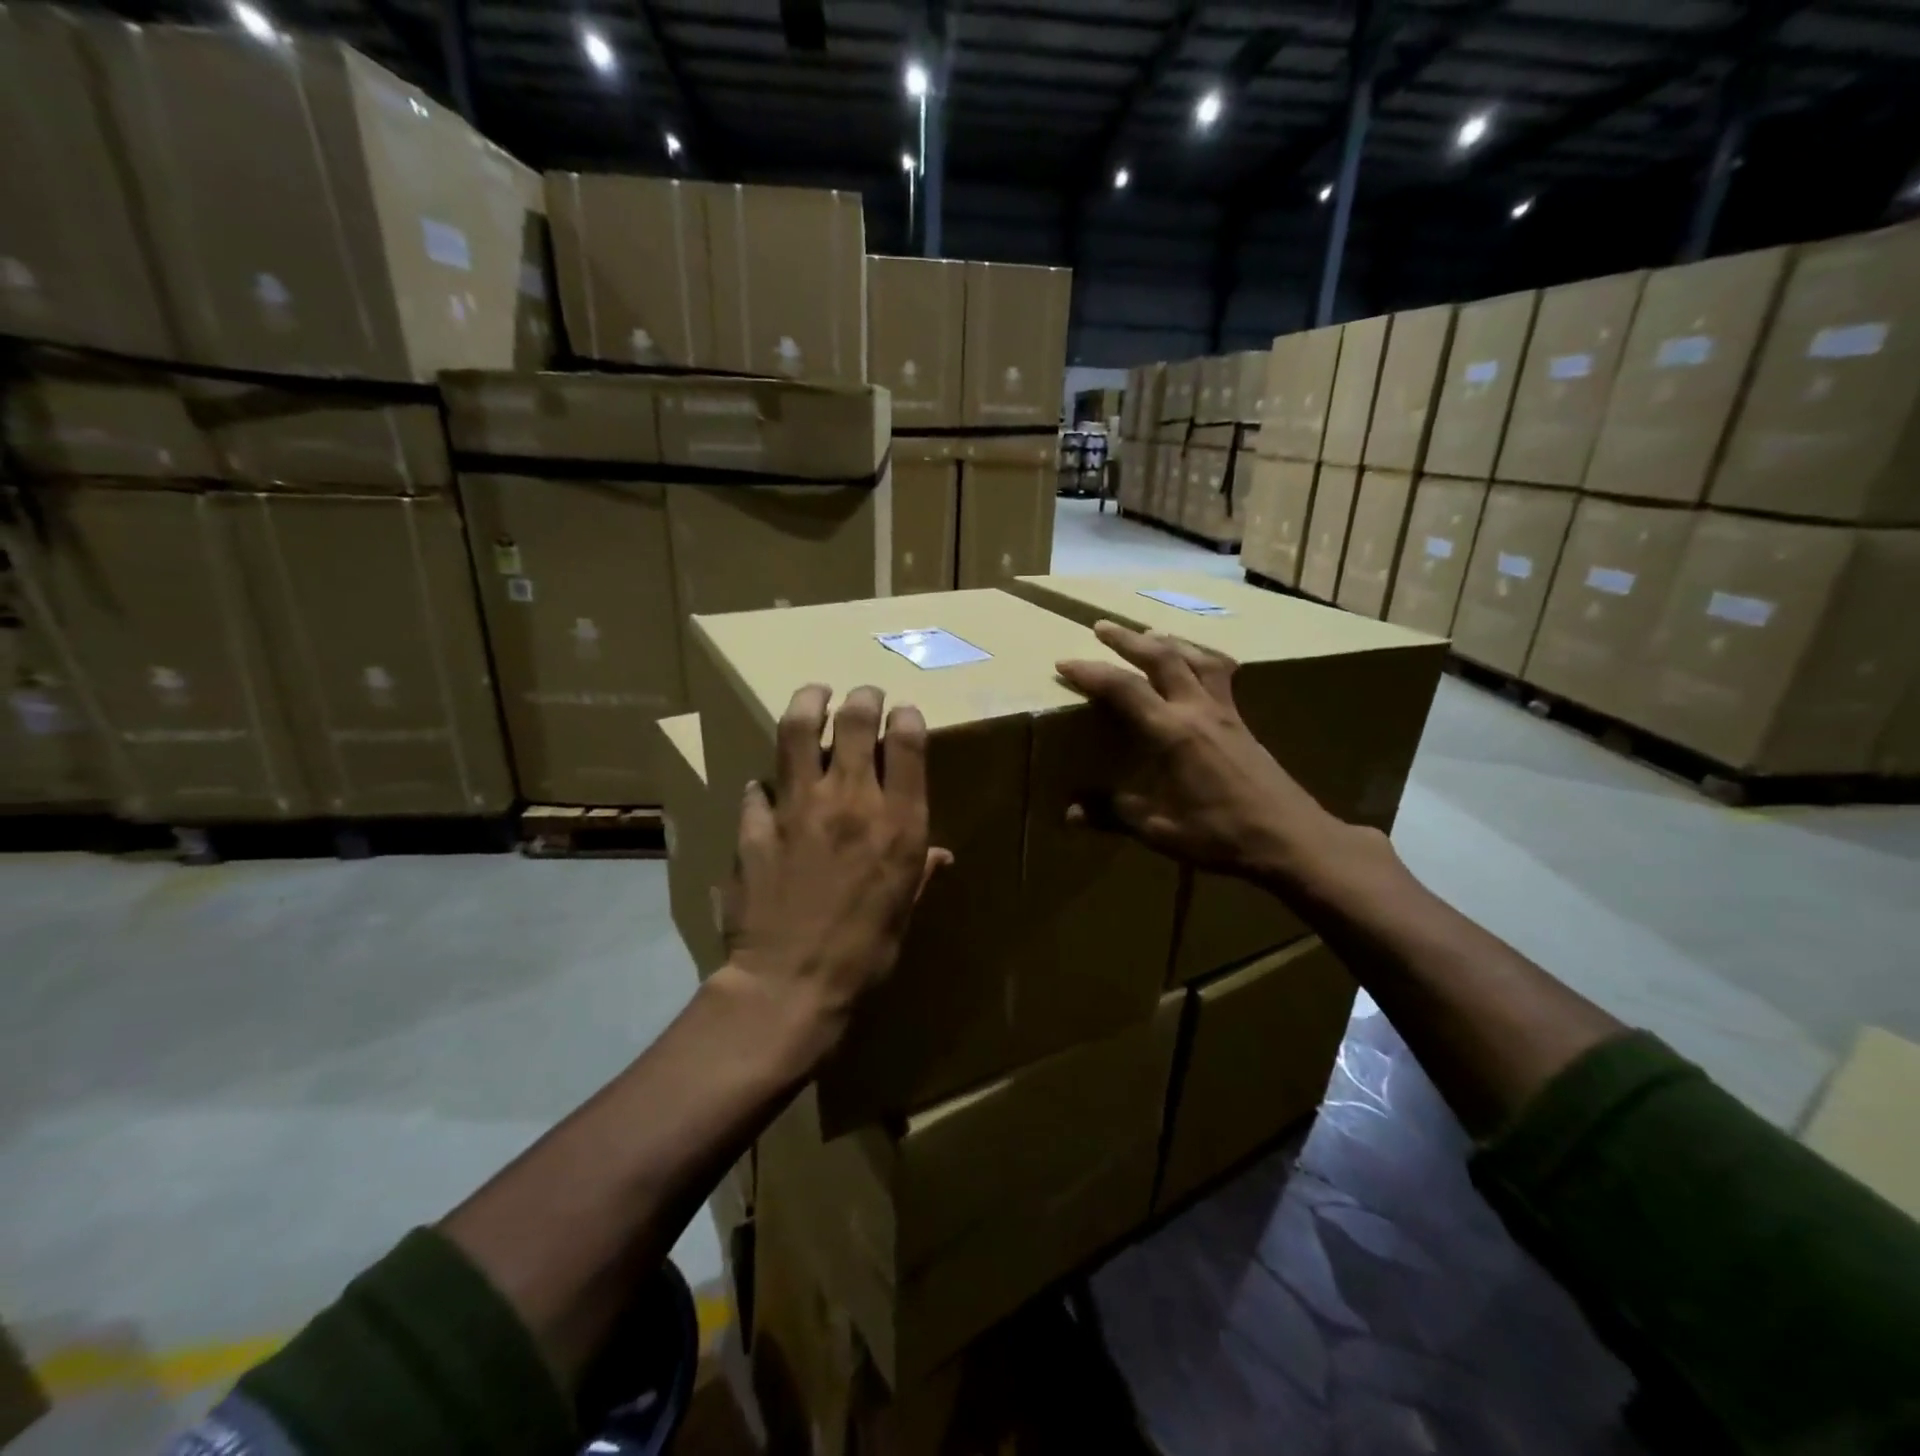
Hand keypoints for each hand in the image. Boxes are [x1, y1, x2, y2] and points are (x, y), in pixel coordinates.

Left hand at [721, 684, 951, 1052]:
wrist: (790, 984)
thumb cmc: (865, 953)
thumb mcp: (905, 911)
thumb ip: (921, 871)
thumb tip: (940, 854)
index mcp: (898, 821)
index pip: (908, 741)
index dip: (907, 717)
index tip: (904, 715)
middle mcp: (852, 800)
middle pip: (856, 719)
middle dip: (863, 696)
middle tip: (864, 693)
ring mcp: (798, 806)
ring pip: (800, 730)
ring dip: (809, 702)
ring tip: (815, 693)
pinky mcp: (756, 824)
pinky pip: (758, 787)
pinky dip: (766, 783)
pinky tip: (767, 788)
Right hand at [1056, 620, 1342, 882]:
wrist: (1292, 839)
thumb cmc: (1223, 836)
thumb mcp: (1160, 831)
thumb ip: (1114, 814)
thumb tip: (1070, 812)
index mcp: (1173, 734)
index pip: (1124, 688)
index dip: (1091, 672)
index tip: (1064, 662)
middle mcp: (1199, 711)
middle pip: (1162, 656)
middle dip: (1128, 639)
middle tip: (1102, 626)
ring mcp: (1226, 711)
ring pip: (1196, 657)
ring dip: (1167, 640)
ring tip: (1147, 634)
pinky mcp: (1242, 720)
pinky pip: (1220, 672)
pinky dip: (1201, 657)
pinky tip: (1198, 665)